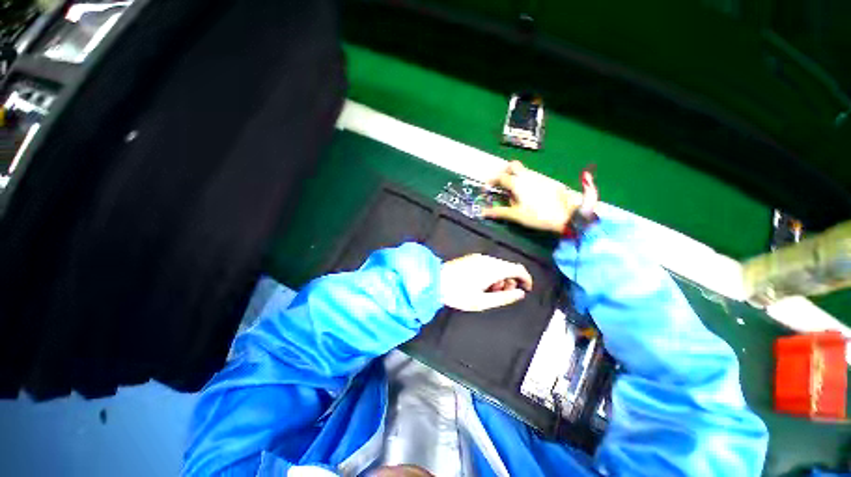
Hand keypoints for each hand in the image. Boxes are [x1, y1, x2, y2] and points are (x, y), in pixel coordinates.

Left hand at [440, 254, 532, 311]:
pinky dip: (491, 273)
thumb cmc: (458, 293)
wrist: (435, 281)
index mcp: (493, 269)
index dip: (526, 279)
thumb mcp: (482, 301)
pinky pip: (488, 264)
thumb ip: (504, 298)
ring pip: (498, 265)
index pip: (518, 269)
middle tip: (502, 294)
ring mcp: (478, 257)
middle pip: (508, 267)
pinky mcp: (471, 258)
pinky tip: (481, 283)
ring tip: (489, 291)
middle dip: (511, 280)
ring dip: (500, 278)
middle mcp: (487, 259)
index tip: (526, 289)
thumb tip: (520, 293)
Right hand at [482, 161, 581, 233]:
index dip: (491, 181)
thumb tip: (483, 212)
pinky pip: (533, 176)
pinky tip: (528, 193)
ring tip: (513, 191)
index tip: (487, 186)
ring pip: (524, 170)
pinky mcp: (548, 181)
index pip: (500, 177)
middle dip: (504, 170)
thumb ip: (499, 212)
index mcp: (518, 183)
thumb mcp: (516, 215)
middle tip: (500, 181)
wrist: (566, 215)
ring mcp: (539, 177)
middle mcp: (527, 176)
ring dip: (515, 176)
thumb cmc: (538, 216)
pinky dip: (526, 180)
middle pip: (513, 165)